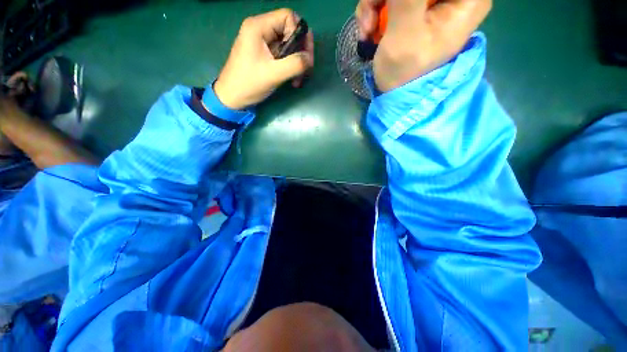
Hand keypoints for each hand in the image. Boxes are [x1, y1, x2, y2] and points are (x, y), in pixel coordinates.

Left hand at [214, 9, 313, 109]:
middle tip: (305, 69)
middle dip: (301, 51)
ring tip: (298, 80)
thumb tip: (309, 59)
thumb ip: (294, 64)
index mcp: (258, 26)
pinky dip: (291, 67)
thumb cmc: (248, 84)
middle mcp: (261, 30)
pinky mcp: (266, 55)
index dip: (299, 34)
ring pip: (289, 45)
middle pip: (291, 30)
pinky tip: (293, 80)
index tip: (303, 55)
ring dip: (297, 62)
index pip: (288, 17)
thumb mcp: (273, 74)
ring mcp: (263, 43)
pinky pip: (284, 55)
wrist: (232, 97)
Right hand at [356, 0, 490, 91]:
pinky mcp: (412, 7)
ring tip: (368, 29)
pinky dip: (374, 9)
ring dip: (375, 2)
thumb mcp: (406, 31)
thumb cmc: (405, 70)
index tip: (393, 5)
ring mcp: (430, 1)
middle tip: (372, 19)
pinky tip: (368, 30)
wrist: (393, 92)